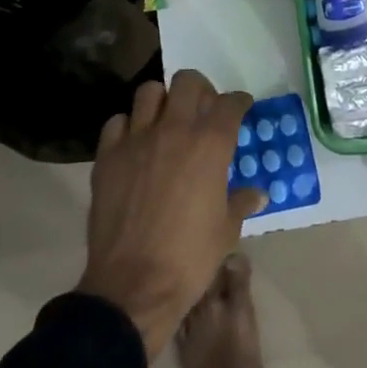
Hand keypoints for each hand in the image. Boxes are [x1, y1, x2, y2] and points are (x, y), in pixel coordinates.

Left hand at [77, 70, 263, 357]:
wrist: (133, 285)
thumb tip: (258, 193)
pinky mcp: (107, 157)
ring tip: (167, 120)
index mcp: (211, 145)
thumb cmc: (190, 257)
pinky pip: (117, 122)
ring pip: (149, 92)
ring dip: (162, 101)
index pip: (230, 103)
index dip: (239, 102)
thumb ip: (242, 201)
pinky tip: (135, 144)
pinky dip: (129, 126)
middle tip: (203, 108)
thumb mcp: (227, 230)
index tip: (241, 107)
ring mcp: (137, 140)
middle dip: (200, 89)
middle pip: (188, 82)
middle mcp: (174, 131)